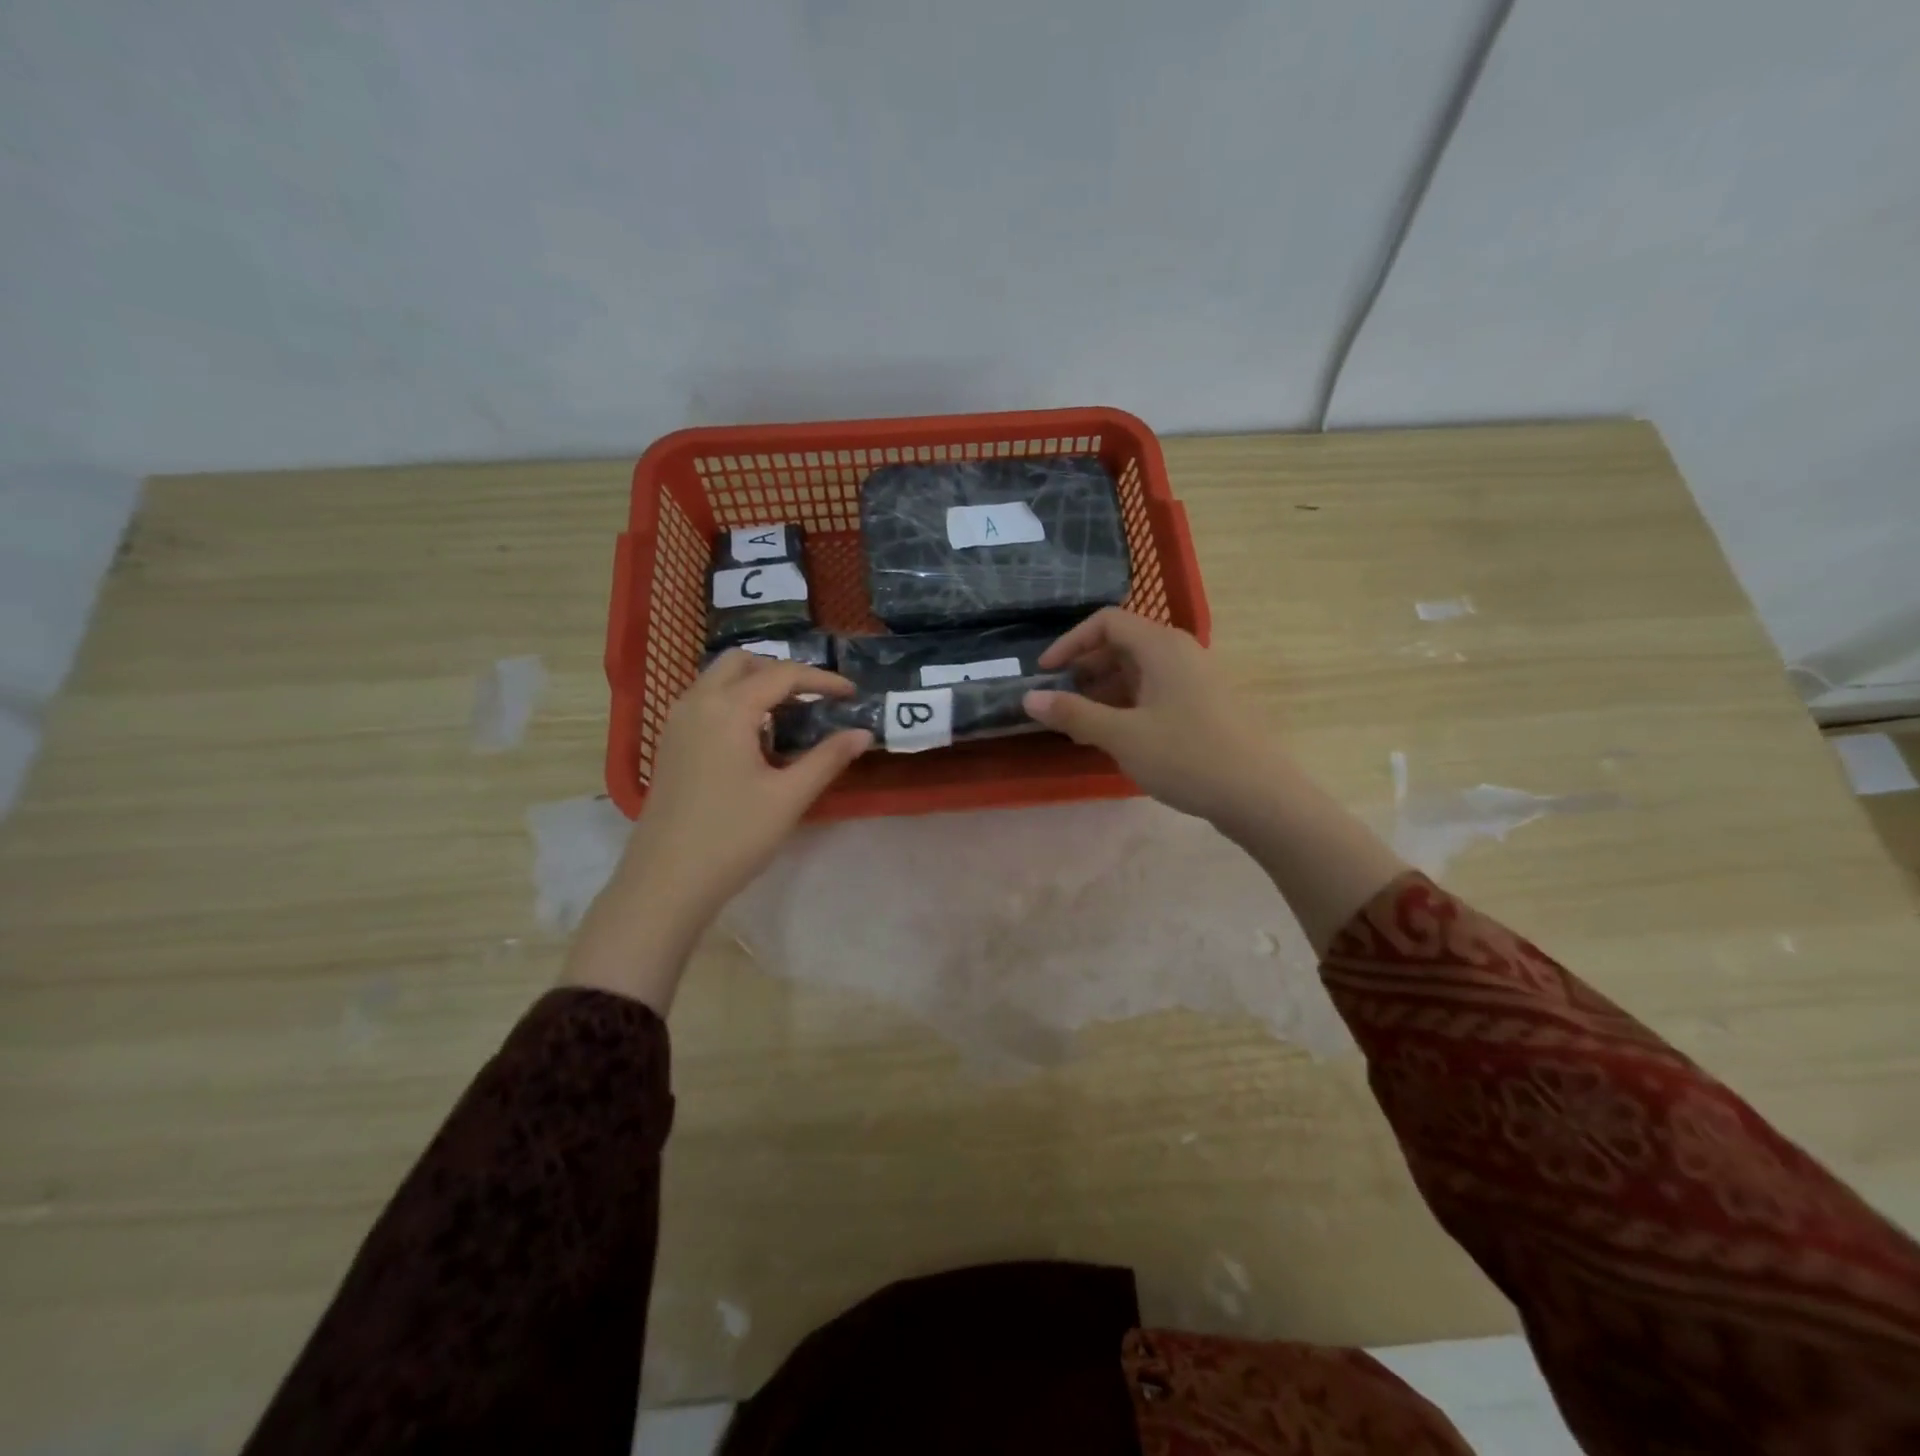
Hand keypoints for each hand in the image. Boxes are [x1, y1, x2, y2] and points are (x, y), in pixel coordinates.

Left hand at [564, 651, 869, 1010]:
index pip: (783, 674)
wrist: (666, 881)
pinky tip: (756, 739)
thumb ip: (828, 758)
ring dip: (756, 685)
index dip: (823, 680)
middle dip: (783, 672)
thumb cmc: (733, 837)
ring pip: (719, 679)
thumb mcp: (789, 797)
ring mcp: (677, 722)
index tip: (853, 694)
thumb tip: (863, 733)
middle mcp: (697, 703)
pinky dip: (735, 702)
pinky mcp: (670, 743)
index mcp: (728, 709)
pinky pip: (706, 701)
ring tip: (790, 718)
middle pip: (743, 662)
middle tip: (815, 699)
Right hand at [1028, 608, 1407, 952]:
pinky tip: (1115, 737)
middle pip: (1122, 644)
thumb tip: (1029, 698)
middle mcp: (1181, 652)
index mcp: (1161, 646)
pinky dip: (1128, 706)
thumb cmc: (1187, 756)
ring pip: (1139, 671)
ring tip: (1081, 727)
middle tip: (1060, 702)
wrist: (1260, 796)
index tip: (1045, 674)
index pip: (1106, 622)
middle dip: (1085, 670)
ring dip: (1104, 692)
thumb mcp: (1122, 736)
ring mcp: (1196, 679)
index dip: (1069, 643)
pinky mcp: (1204, 705)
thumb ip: (1073, 714)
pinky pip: (1156, 692)